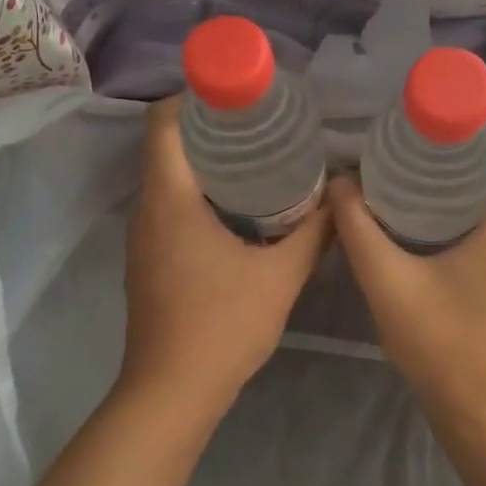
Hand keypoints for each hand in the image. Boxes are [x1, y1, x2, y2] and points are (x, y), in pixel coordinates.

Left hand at [121, 97, 331, 401]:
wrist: (172, 393)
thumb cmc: (222, 326)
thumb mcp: (282, 276)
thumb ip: (315, 232)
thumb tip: (342, 195)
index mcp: (170, 200)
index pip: (163, 123)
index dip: (194, 96)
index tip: (238, 91)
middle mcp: (147, 210)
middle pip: (168, 146)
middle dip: (211, 126)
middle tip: (263, 121)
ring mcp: (143, 237)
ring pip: (169, 178)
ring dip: (207, 161)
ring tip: (259, 156)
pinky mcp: (149, 260)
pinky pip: (171, 207)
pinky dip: (201, 193)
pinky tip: (242, 207)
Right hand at [330, 104, 485, 422]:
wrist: (482, 411)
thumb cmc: (441, 343)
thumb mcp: (388, 282)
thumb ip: (358, 227)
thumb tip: (340, 183)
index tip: (450, 97)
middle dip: (474, 134)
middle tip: (421, 125)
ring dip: (474, 166)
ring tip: (421, 157)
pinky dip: (477, 196)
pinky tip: (433, 204)